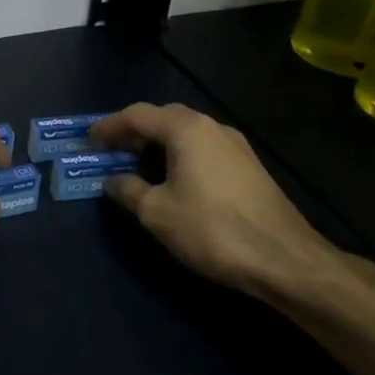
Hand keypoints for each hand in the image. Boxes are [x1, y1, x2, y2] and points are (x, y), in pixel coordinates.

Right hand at [94, 102, 374, 307]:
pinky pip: (204, 149)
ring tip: (137, 166)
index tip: (89, 140)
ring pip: (187, 133)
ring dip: (158, 144)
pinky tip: (173, 180)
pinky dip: (180, 156)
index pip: (137, 115)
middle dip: (134, 131)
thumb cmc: (212, 229)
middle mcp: (212, 127)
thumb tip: (113, 181)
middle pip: (164, 118)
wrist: (285, 260)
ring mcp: (236, 146)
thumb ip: (128, 190)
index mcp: (186, 129)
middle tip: (111, 150)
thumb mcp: (156, 212)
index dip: (109, 126)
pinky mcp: (249, 168)